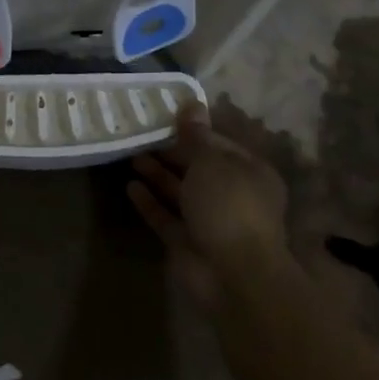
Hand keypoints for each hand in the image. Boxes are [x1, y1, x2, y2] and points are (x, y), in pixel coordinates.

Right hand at [128, 104, 297, 310]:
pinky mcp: (188, 243)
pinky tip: (130, 187)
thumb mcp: (211, 162)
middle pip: (197, 168)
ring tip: (131, 155)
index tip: (164, 117)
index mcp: (249, 173)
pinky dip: (150, 203)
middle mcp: (231, 195)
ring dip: (157, 175)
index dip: (192, 130)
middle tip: (141, 134)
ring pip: (180, 192)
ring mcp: (209, 221)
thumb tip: (192, 104)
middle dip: (171, 153)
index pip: (218, 144)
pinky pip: (166, 217)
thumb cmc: (229, 207)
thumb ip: (196, 136)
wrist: (233, 276)